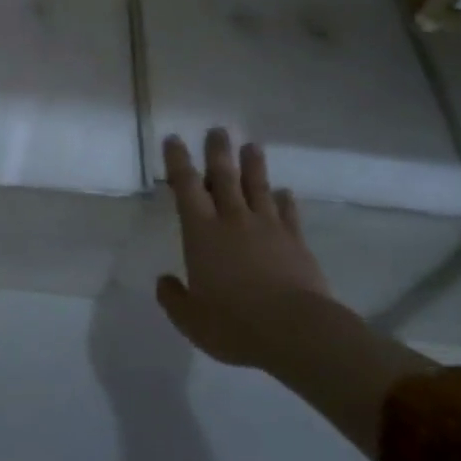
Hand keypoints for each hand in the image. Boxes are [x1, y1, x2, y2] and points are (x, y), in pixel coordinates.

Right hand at [155, 128, 333, 370]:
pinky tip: (284, 192)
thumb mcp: (191, 319)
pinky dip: (284, 200)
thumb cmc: (234, 324)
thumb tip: (164, 281)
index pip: (186, 187)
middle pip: (224, 177)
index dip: (178, 161)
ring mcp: (268, 228)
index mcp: (202, 233)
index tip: (174, 140)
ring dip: (253, 165)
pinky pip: (288, 213)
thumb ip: (173, 298)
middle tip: (217, 130)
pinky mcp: (296, 242)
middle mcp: (233, 221)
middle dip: (218, 152)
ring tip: (251, 146)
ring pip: (258, 187)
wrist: (296, 331)